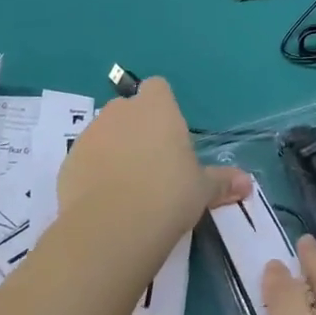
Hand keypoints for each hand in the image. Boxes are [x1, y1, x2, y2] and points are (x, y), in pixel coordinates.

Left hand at [57, 77, 250, 242]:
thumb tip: (247, 183)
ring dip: (113, 150)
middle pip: (128, 110)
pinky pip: (85, 160)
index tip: (170, 135)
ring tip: (128, 187)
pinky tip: (105, 201)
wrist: (113, 226)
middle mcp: (120, 112)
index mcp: (156, 108)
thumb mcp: (202, 190)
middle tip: (153, 164)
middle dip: (137, 129)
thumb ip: (222, 182)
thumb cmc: (168, 195)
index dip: (163, 107)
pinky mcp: (68, 161)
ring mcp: (90, 135)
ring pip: (104, 133)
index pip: (158, 88)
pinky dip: (93, 173)